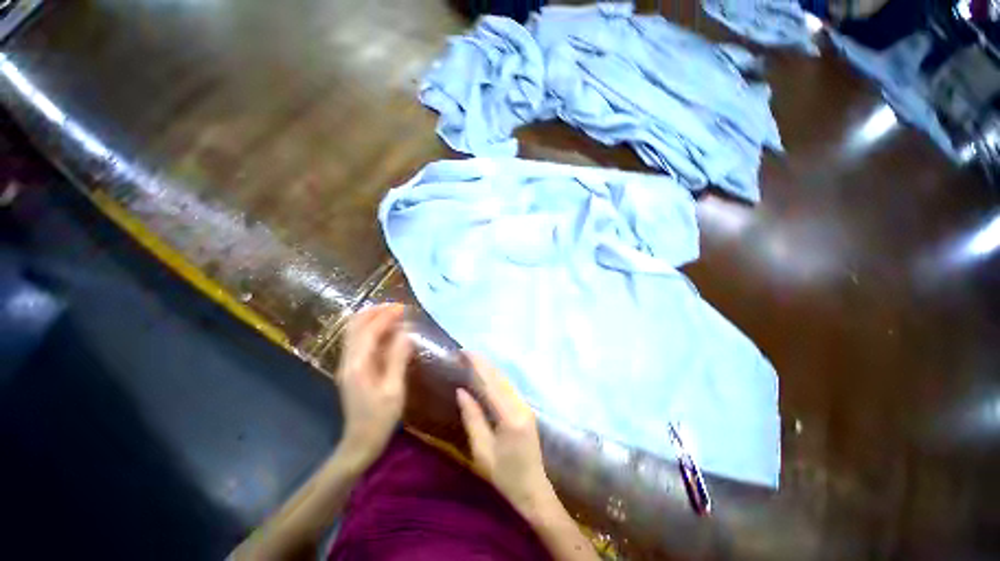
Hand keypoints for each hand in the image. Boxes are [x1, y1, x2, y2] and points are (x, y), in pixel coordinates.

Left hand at [335, 304, 411, 467]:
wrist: (359, 443)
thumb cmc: (379, 418)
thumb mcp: (394, 389)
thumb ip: (398, 359)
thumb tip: (406, 334)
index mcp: (358, 365)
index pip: (369, 330)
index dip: (385, 315)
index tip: (403, 307)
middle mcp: (348, 360)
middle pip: (355, 325)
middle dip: (375, 312)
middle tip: (397, 308)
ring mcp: (347, 364)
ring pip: (355, 332)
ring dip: (372, 319)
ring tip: (394, 315)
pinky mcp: (352, 368)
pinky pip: (359, 341)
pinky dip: (372, 330)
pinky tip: (388, 332)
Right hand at [456, 353, 556, 516]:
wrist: (533, 490)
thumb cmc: (504, 475)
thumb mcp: (482, 451)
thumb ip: (472, 418)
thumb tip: (461, 391)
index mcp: (510, 416)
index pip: (491, 383)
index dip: (478, 365)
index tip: (464, 352)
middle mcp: (520, 405)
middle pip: (500, 378)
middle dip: (483, 363)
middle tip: (466, 352)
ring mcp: (526, 406)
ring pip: (505, 380)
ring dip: (490, 368)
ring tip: (473, 359)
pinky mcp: (526, 409)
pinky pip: (509, 387)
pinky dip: (496, 378)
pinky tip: (487, 375)